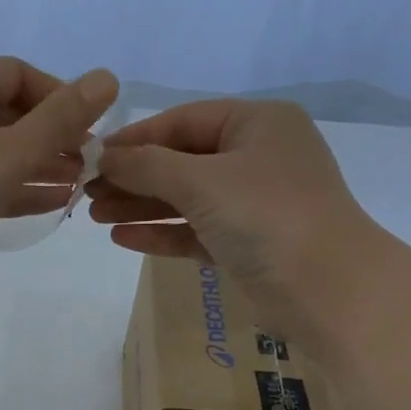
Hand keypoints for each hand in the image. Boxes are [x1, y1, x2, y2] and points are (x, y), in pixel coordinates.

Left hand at [0, 57, 119, 302]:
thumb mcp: (11, 151)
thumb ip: (61, 119)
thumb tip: (108, 78)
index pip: (17, 73)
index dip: (58, 94)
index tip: (89, 125)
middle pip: (10, 114)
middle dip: (53, 135)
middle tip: (92, 161)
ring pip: (0, 153)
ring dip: (41, 165)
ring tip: (83, 184)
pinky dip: (18, 190)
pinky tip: (55, 204)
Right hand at [85, 99, 387, 338]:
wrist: (326, 288)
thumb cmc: (266, 215)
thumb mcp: (201, 181)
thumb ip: (147, 166)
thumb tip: (102, 156)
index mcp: (256, 124)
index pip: (183, 121)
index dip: (134, 139)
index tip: (91, 157)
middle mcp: (255, 157)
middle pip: (180, 161)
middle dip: (132, 177)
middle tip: (85, 193)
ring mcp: (252, 202)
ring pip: (185, 199)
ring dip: (140, 206)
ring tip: (93, 216)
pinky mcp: (245, 243)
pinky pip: (194, 231)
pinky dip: (161, 233)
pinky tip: (122, 237)